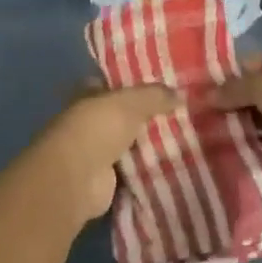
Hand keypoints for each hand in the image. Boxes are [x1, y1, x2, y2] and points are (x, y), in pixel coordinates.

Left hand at [30, 83, 178, 222]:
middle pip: (122, 115)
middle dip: (145, 116)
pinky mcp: (105, 179)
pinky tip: (172, 165)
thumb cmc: (98, 127)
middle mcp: (89, 122)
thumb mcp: (131, 102)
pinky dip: (147, 169)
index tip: (162, 84)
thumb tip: (180, 94)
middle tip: (180, 113)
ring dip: (148, 143)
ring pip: (128, 143)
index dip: (134, 83)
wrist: (78, 177)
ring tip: (183, 138)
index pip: (112, 84)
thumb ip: (155, 95)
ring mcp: (96, 152)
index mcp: (88, 96)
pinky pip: (132, 170)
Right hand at [210, 47, 261, 194]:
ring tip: (205, 125)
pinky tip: (222, 144)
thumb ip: (234, 88)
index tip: (207, 82)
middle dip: (233, 98)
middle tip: (201, 106)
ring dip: (238, 121)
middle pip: (260, 90)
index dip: (235, 70)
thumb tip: (204, 96)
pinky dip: (248, 143)